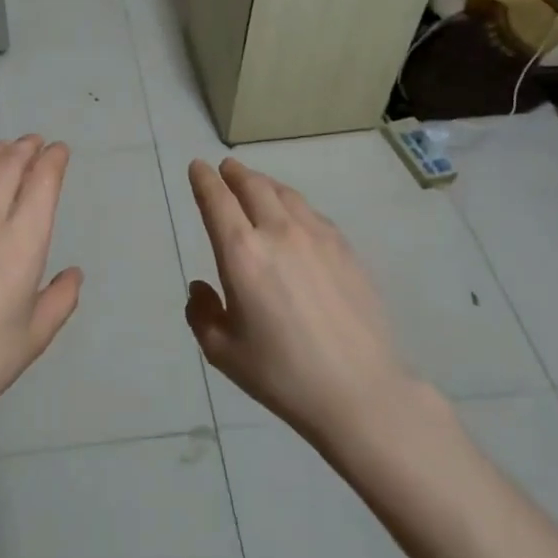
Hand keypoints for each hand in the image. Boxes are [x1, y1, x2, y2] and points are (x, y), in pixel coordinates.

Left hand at [0, 137, 81, 491]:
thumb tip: (73, 274)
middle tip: (33, 144)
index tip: (59, 152)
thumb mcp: (34, 337)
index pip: (42, 183)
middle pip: (8, 165)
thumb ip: (60, 300)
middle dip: (25, 148)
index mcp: (22, 243)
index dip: (53, 160)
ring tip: (1, 149)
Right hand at [185, 157, 416, 447]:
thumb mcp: (223, 352)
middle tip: (226, 168)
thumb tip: (201, 287)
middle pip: (252, 186)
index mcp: (241, 253)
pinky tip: (294, 216)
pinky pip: (312, 213)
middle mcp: (278, 232)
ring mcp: (317, 236)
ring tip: (256, 184)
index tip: (198, 167)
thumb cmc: (282, 374)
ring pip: (285, 194)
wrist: (360, 391)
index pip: (217, 200)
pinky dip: (293, 204)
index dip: (204, 179)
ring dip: (264, 183)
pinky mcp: (345, 248)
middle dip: (234, 173)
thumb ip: (202, 313)